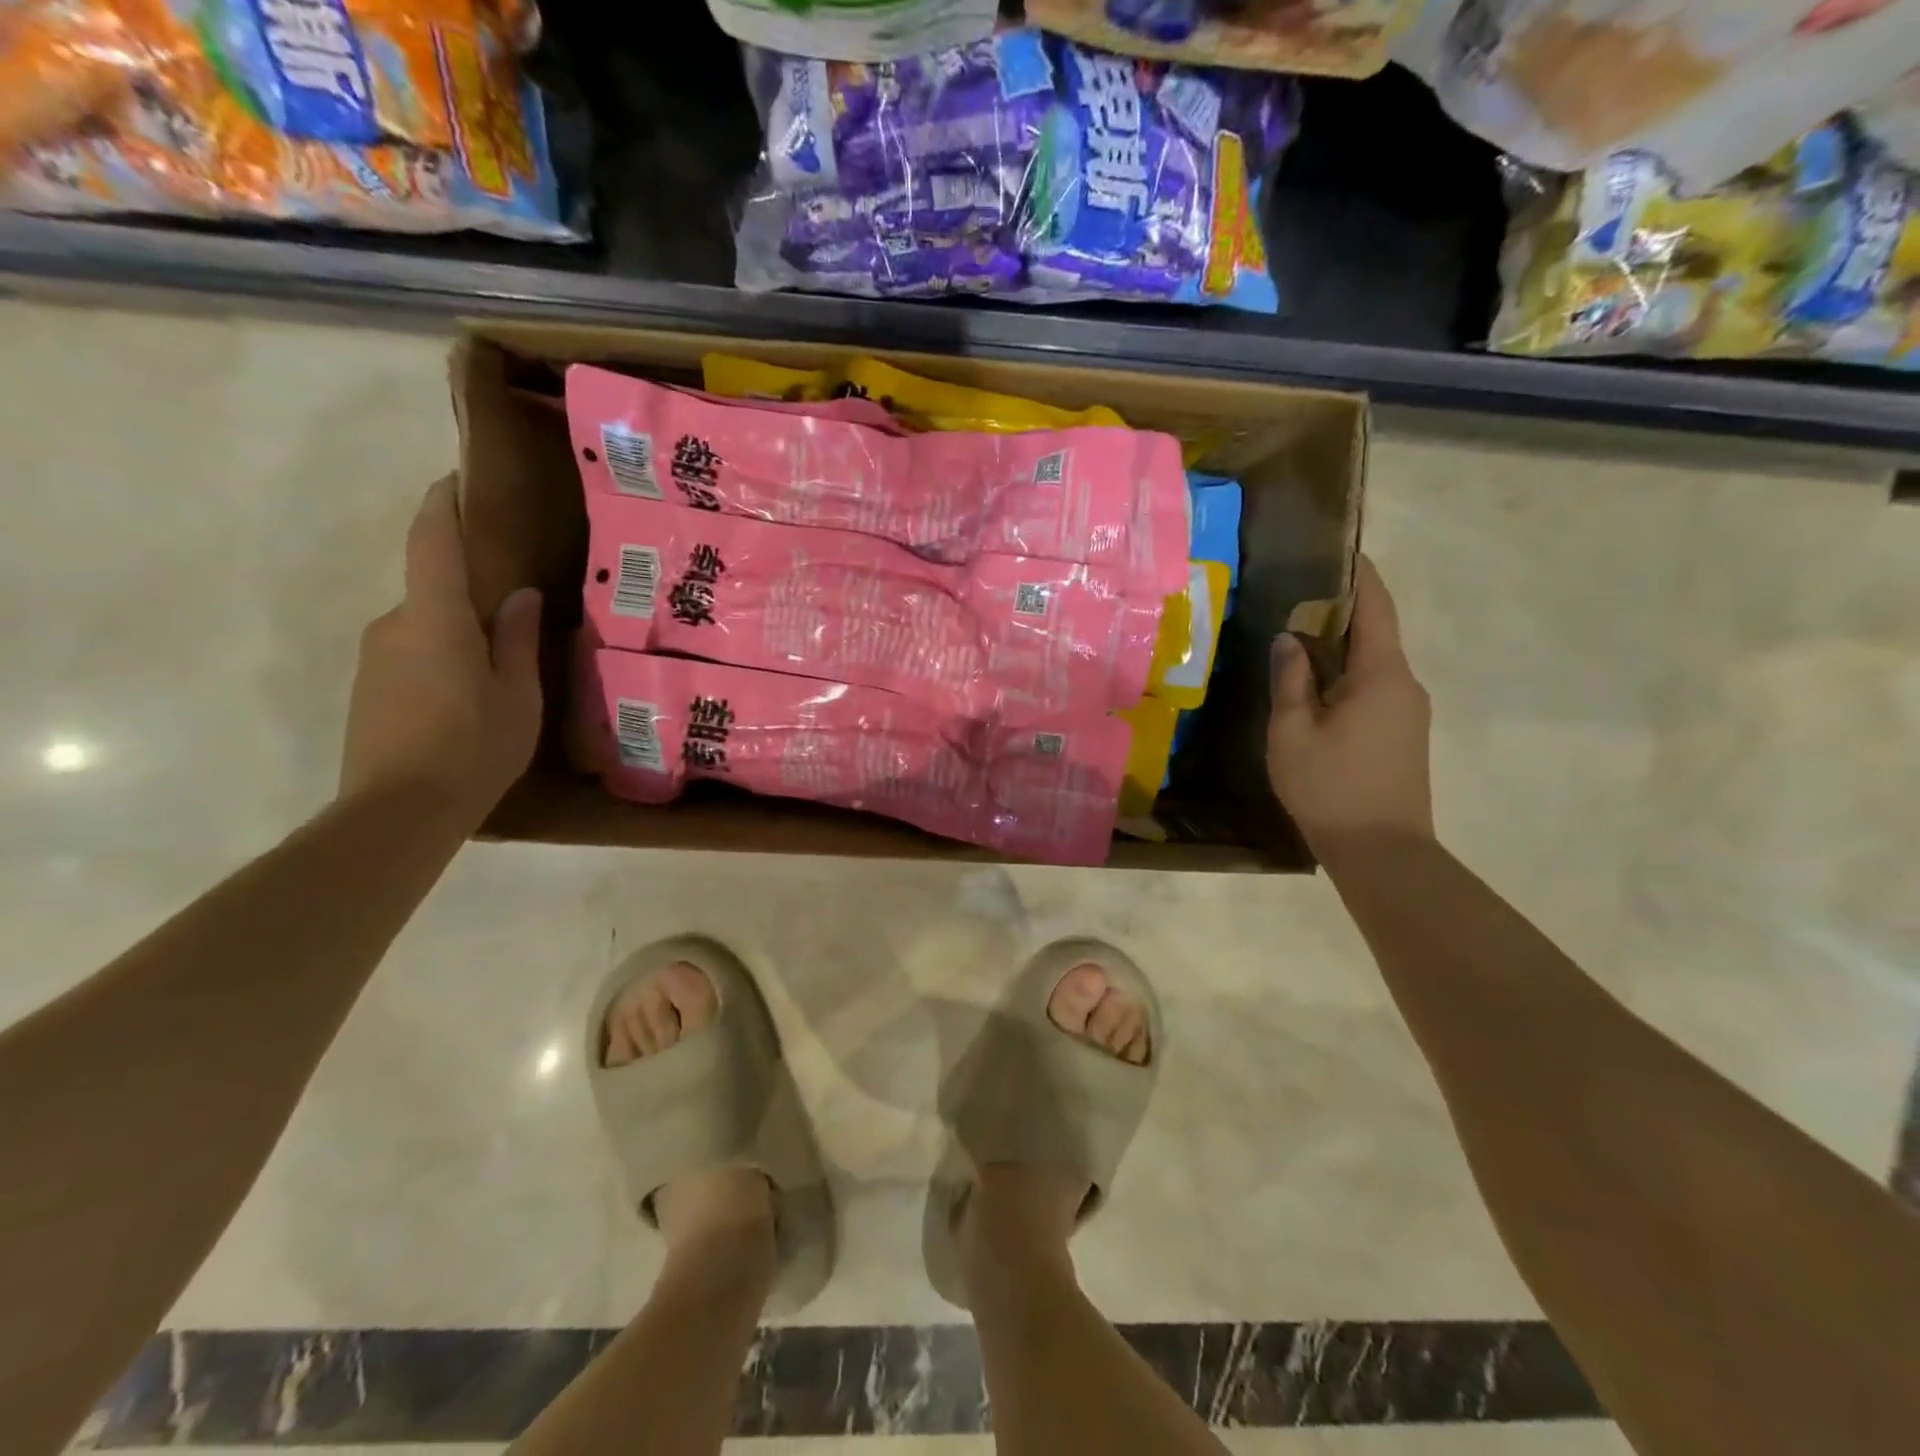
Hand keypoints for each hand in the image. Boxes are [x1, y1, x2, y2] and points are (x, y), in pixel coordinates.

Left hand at [339, 476, 542, 826]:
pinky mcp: (368, 689)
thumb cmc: (473, 747)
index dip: (443, 505)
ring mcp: (375, 658)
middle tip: (517, 614)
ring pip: (425, 628)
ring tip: (501, 669)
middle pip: (433, 590)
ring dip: (460, 635)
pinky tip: (470, 699)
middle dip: (471, 593)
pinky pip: (413, 655)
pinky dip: (443, 661)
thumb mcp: (517, 694)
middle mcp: (394, 625)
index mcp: (435, 618)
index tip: (456, 479)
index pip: (432, 542)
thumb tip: (518, 594)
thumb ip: (516, 638)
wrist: (397, 812)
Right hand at [1267, 554, 1433, 855]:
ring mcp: (1408, 711)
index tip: (1338, 550)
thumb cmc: (1330, 787)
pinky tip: (1313, 687)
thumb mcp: (1293, 732)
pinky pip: (1373, 689)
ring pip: (1372, 664)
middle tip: (1294, 597)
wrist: (1382, 851)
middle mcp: (1404, 684)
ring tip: (1295, 639)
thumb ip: (1290, 680)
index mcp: (1381, 674)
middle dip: (1339, 611)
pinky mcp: (1402, 734)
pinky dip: (1345, 676)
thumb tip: (1289, 640)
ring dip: (1339, 648)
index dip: (1358, 575)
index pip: (1375, 607)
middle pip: (1375, 633)